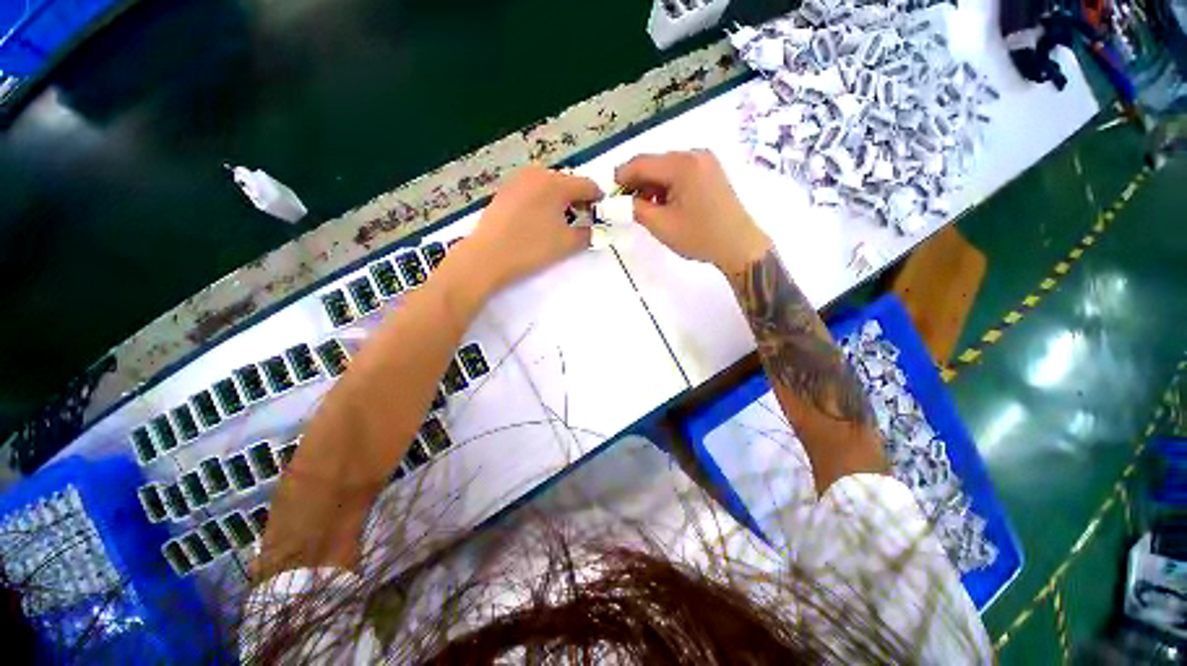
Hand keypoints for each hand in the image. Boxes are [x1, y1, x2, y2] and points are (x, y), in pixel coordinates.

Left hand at [461, 165, 601, 293]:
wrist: (487, 257)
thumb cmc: (531, 248)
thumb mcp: (567, 244)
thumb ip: (588, 235)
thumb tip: (595, 230)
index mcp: (556, 183)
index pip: (587, 185)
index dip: (598, 198)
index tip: (602, 212)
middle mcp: (537, 174)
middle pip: (567, 182)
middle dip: (578, 199)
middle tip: (583, 219)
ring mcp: (517, 181)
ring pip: (548, 186)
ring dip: (560, 200)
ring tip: (561, 222)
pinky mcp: (504, 191)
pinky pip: (532, 191)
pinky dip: (542, 201)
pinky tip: (539, 221)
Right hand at [615, 150, 770, 274]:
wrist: (739, 245)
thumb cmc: (699, 236)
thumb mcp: (661, 225)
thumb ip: (634, 208)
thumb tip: (619, 200)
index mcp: (682, 164)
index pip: (641, 163)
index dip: (621, 177)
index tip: (609, 195)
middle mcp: (694, 155)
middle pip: (654, 164)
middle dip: (637, 183)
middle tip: (626, 206)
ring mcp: (705, 162)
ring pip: (666, 169)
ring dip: (652, 187)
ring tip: (646, 210)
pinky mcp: (710, 172)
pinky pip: (680, 174)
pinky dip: (667, 187)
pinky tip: (664, 205)